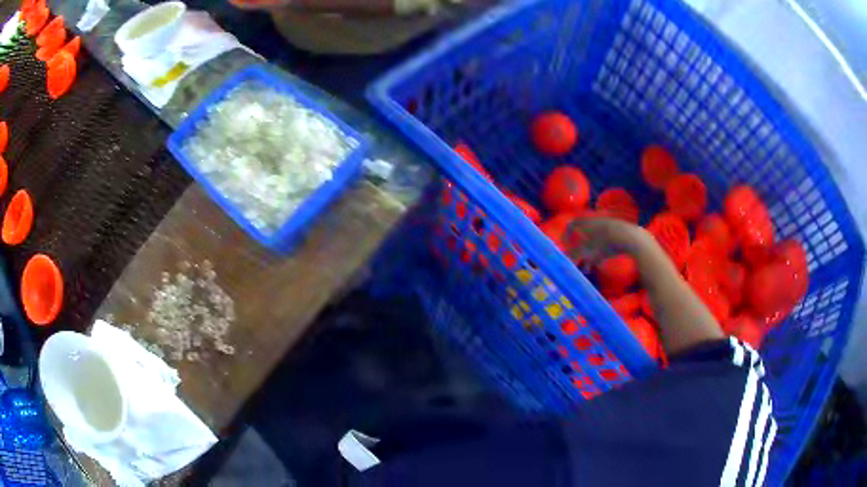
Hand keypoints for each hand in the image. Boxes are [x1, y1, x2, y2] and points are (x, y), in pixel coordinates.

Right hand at [564, 217, 653, 267]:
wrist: (631, 238)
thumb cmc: (607, 243)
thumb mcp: (589, 250)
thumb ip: (576, 254)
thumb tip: (564, 258)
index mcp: (588, 223)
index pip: (572, 224)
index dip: (566, 235)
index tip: (565, 246)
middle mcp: (596, 222)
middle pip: (583, 234)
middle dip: (579, 248)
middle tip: (577, 258)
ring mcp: (607, 227)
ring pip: (594, 240)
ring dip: (589, 252)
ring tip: (589, 265)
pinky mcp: (617, 233)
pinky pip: (603, 242)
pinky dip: (599, 251)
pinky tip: (601, 261)